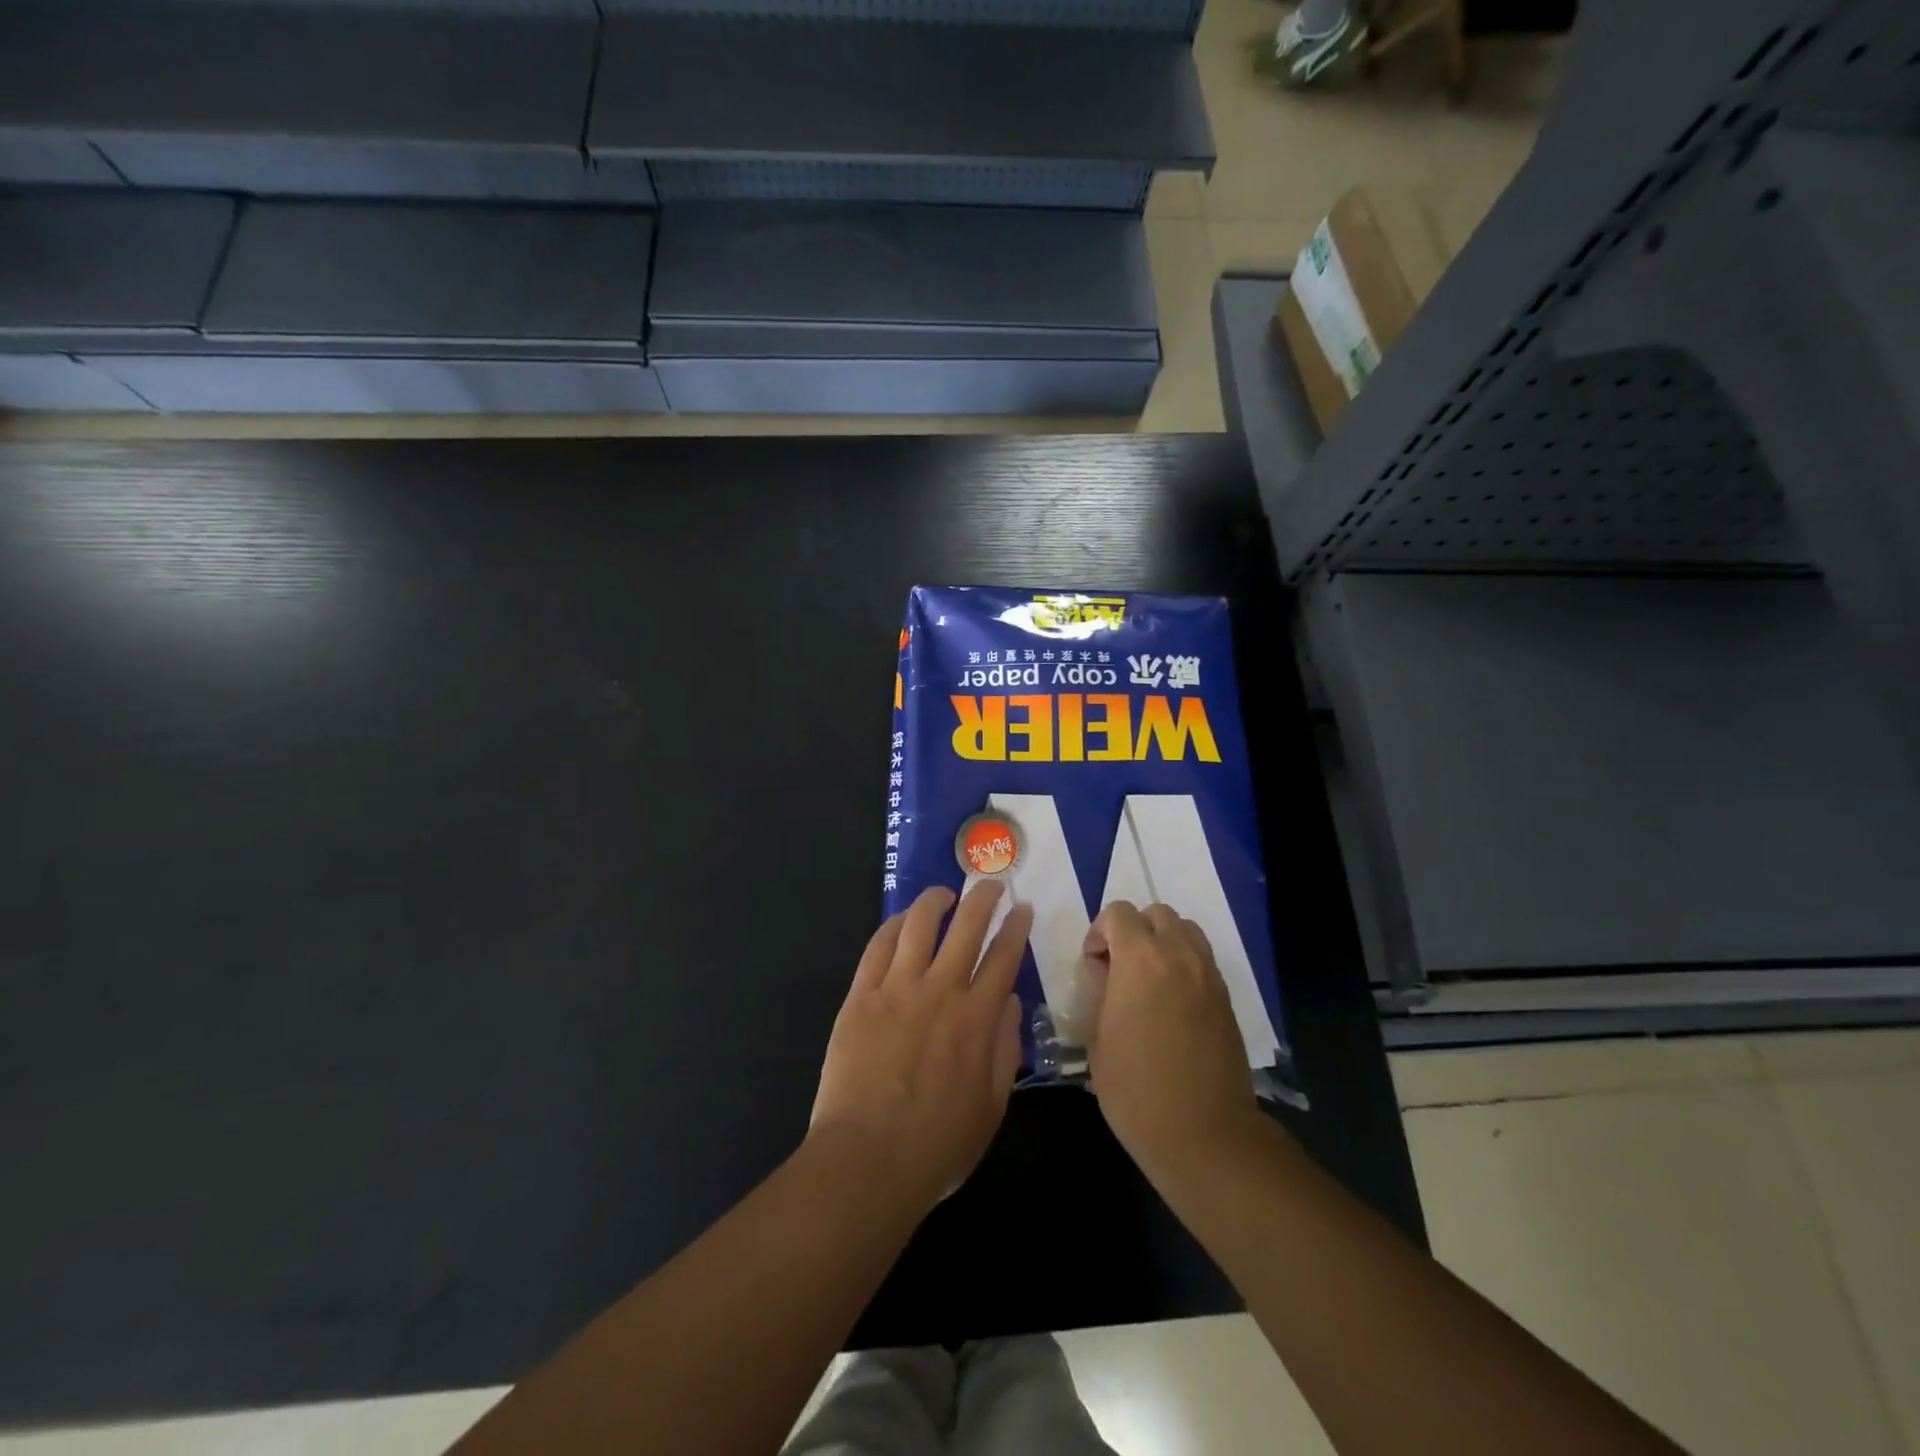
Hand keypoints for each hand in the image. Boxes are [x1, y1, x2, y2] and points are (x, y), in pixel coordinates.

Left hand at [810, 882, 1032, 1211]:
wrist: (867, 1159)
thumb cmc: (936, 1145)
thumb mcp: (991, 1108)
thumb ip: (1005, 1050)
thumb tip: (1008, 1002)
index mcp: (978, 1019)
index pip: (1004, 956)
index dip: (1016, 927)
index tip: (1022, 908)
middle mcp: (941, 991)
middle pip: (967, 926)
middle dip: (983, 898)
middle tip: (990, 884)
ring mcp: (897, 988)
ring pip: (919, 924)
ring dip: (935, 901)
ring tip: (944, 893)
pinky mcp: (861, 995)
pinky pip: (878, 946)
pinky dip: (893, 925)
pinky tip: (901, 920)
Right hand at [1083, 902, 1259, 1179]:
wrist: (1204, 1135)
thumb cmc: (1136, 1090)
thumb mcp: (1097, 1039)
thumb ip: (1099, 993)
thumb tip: (1104, 974)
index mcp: (1140, 959)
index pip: (1118, 913)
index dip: (1099, 933)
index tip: (1093, 966)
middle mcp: (1179, 955)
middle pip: (1156, 913)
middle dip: (1133, 930)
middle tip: (1120, 968)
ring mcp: (1208, 975)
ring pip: (1185, 929)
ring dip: (1162, 941)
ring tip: (1148, 980)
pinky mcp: (1226, 998)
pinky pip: (1202, 959)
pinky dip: (1183, 964)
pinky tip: (1172, 1002)